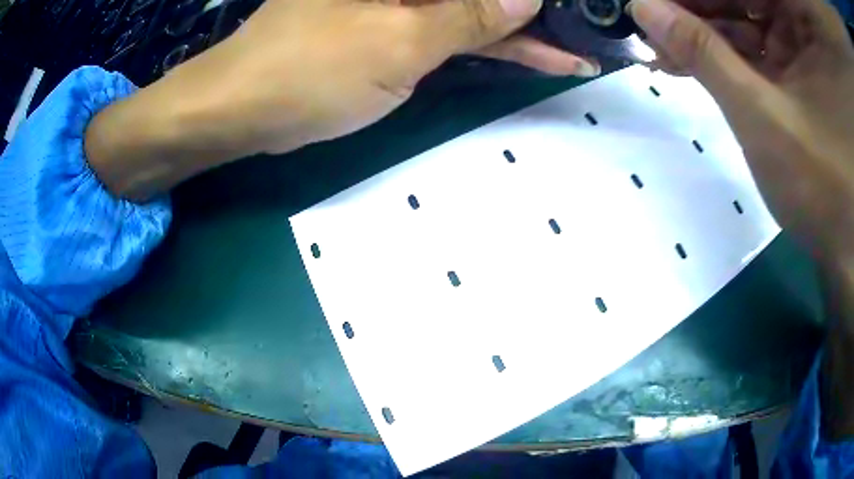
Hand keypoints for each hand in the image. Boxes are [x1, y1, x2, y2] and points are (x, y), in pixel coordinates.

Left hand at [86, 0, 596, 199]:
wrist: (247, 108)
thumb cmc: (310, 70)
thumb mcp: (399, 42)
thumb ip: (468, 18)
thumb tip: (527, 0)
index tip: (575, 9)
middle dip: (533, 13)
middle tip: (586, 33)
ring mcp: (398, 1)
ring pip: (472, 10)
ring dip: (520, 30)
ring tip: (574, 50)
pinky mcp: (394, 26)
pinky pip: (454, 29)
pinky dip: (491, 44)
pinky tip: (532, 54)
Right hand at [627, 0, 853, 258]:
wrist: (844, 249)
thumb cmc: (822, 188)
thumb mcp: (763, 116)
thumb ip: (705, 55)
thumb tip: (643, 8)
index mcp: (806, 24)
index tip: (659, 0)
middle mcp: (804, 26)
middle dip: (698, 7)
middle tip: (653, 19)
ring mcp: (803, 47)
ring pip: (745, 15)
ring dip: (704, 30)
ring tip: (662, 44)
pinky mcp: (798, 69)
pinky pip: (755, 43)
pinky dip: (724, 50)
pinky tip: (688, 59)